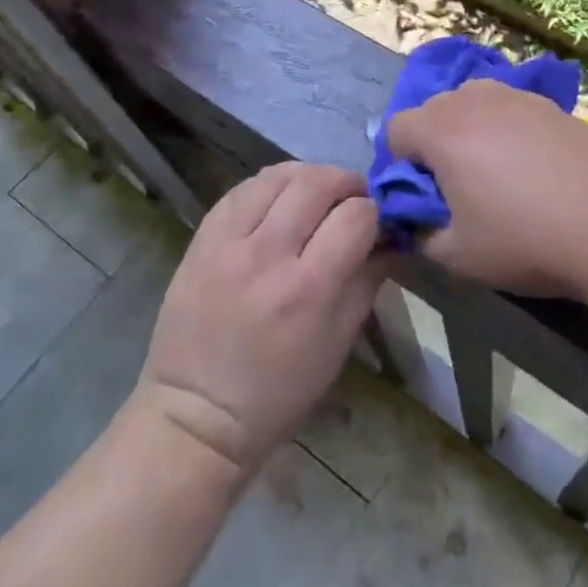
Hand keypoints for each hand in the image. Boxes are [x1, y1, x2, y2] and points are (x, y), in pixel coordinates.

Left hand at [136, 163, 383, 475]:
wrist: (196, 411)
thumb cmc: (280, 390)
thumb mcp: (339, 342)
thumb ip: (369, 280)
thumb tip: (390, 237)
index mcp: (310, 288)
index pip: (356, 216)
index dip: (374, 212)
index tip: (376, 222)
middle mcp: (269, 254)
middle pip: (318, 183)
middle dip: (346, 183)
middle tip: (352, 199)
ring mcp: (229, 241)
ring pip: (279, 175)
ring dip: (308, 176)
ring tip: (316, 194)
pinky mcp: (202, 237)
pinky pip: (242, 188)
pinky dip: (270, 185)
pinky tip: (279, 199)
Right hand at [385, 79, 587, 296]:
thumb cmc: (526, 240)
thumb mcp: (458, 256)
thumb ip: (421, 235)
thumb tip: (416, 221)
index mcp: (443, 130)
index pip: (396, 128)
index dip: (398, 163)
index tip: (422, 195)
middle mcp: (476, 100)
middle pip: (433, 108)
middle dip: (433, 142)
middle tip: (456, 185)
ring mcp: (518, 97)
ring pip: (474, 101)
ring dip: (470, 129)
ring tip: (495, 170)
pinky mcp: (552, 105)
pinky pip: (510, 107)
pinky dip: (506, 127)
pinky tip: (533, 165)